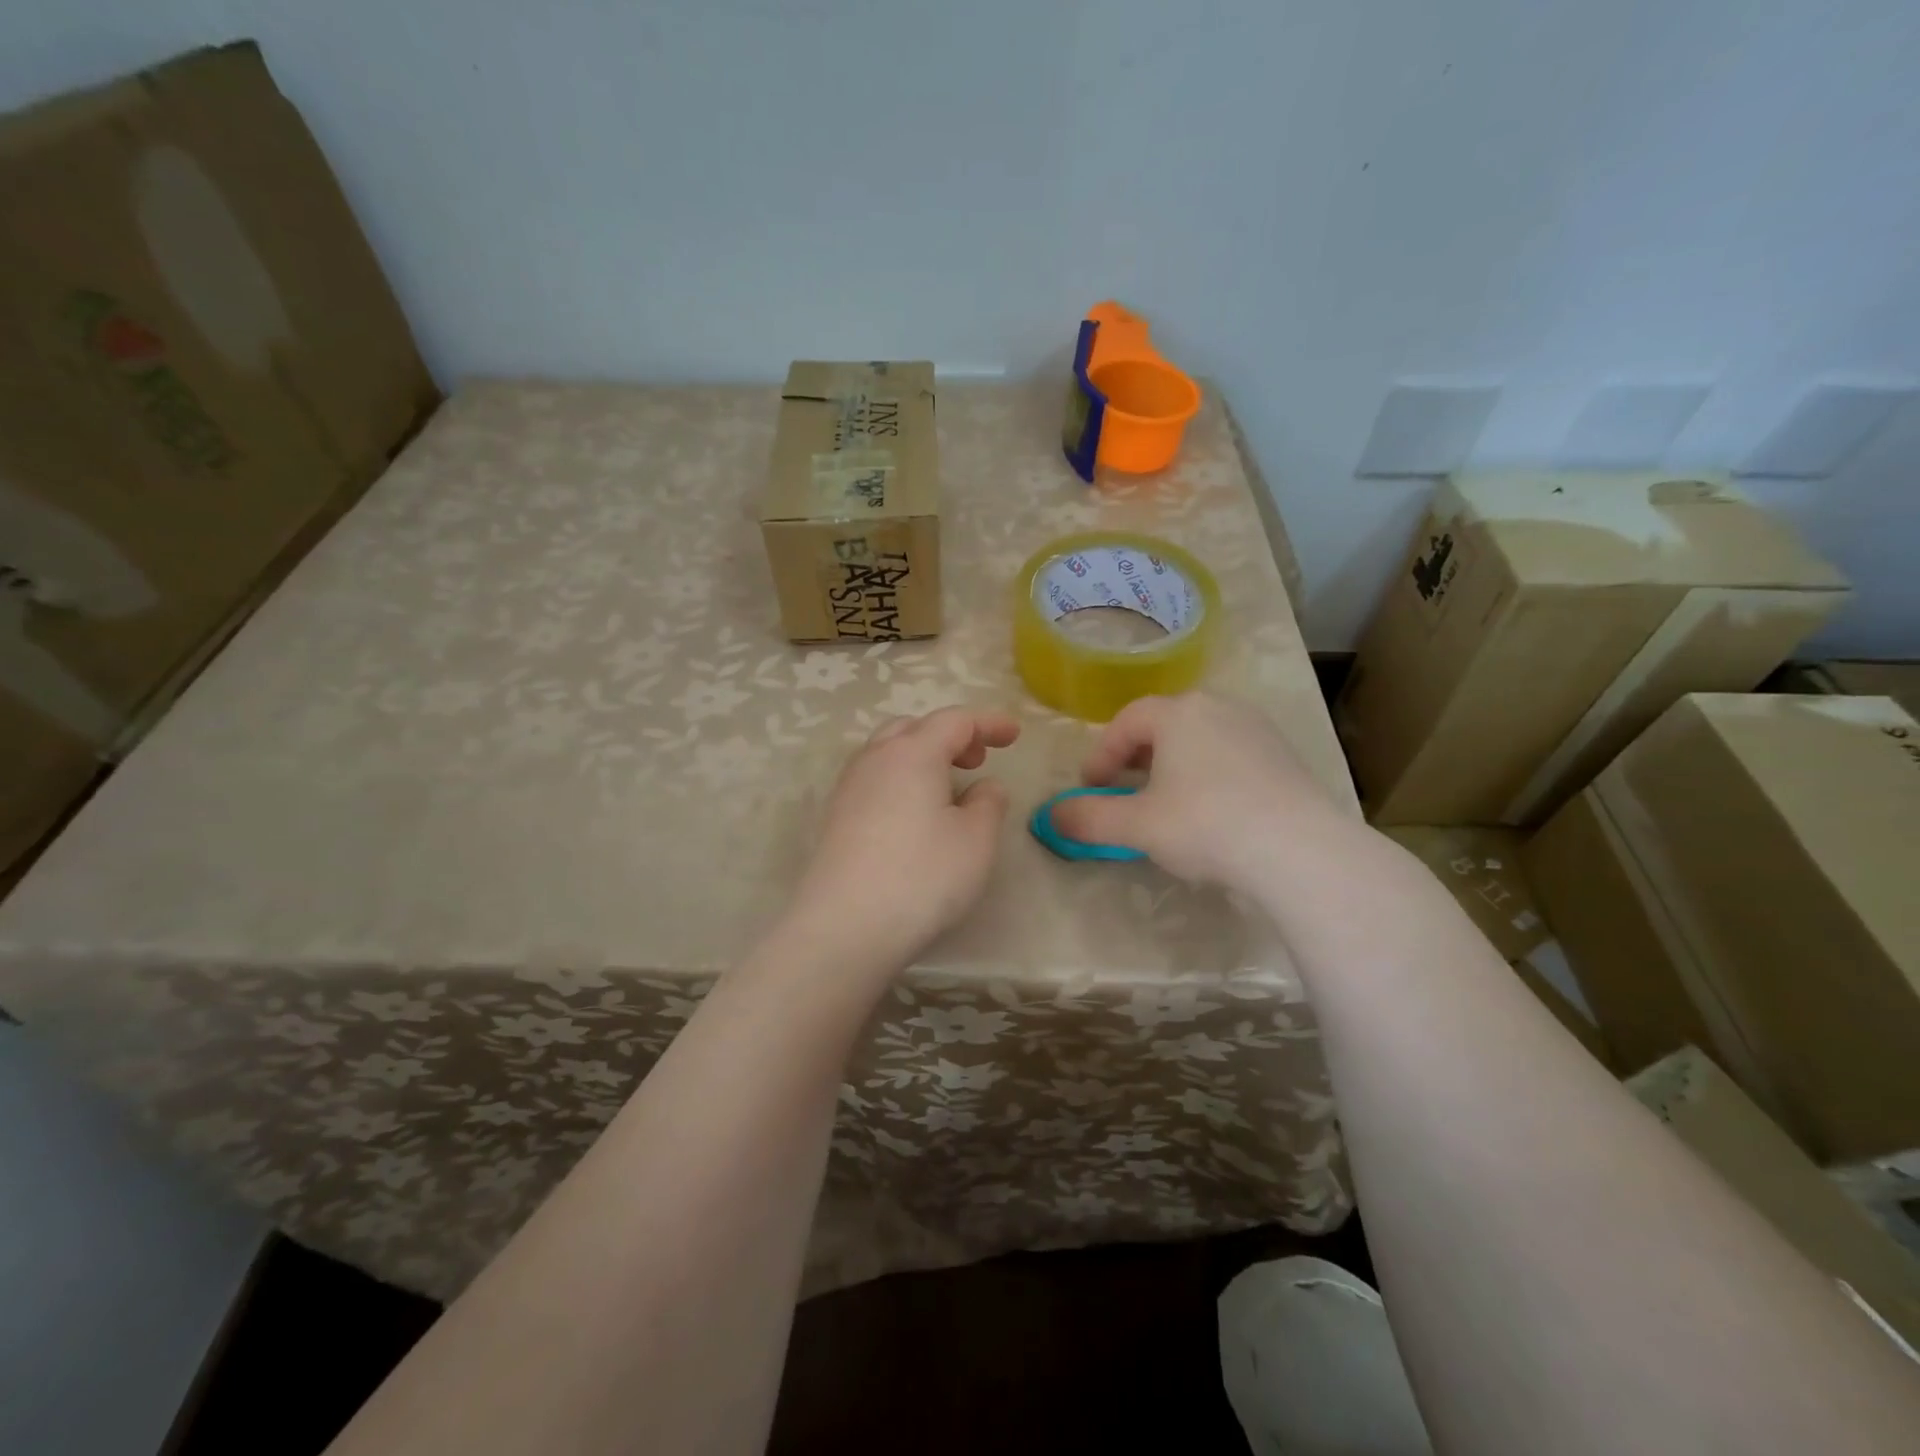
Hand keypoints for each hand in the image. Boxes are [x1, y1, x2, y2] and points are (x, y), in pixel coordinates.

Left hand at [790, 707, 1019, 969]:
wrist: (844, 927)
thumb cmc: (922, 877)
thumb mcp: (976, 840)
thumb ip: (989, 803)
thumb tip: (982, 787)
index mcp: (913, 753)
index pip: (955, 720)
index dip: (988, 723)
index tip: (1014, 735)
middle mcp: (875, 760)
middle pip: (913, 728)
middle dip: (949, 736)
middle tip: (976, 760)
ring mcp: (848, 789)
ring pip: (888, 753)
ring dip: (922, 758)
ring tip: (947, 789)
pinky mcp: (835, 819)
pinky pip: (874, 781)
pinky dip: (901, 781)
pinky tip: (914, 816)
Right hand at [1049, 692, 1345, 892]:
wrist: (1299, 850)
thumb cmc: (1206, 824)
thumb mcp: (1136, 825)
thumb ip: (1088, 817)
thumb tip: (1052, 816)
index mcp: (1179, 713)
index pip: (1126, 722)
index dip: (1101, 755)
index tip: (1092, 789)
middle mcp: (1218, 708)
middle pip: (1163, 726)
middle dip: (1136, 759)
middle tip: (1124, 793)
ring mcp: (1257, 729)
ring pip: (1198, 740)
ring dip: (1173, 767)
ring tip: (1166, 804)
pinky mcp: (1283, 756)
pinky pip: (1230, 756)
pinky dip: (1208, 776)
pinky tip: (1212, 813)